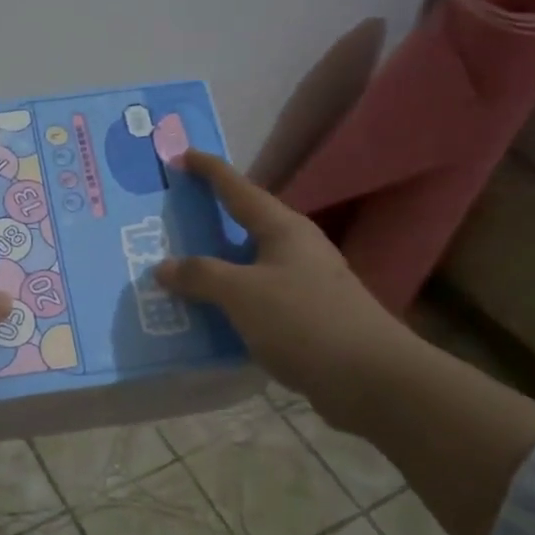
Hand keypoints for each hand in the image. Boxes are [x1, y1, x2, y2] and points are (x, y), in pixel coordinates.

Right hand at [155, 151, 413, 430]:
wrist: (370, 378)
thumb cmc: (304, 321)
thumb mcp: (242, 293)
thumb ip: (201, 276)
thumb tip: (165, 266)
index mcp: (283, 229)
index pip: (239, 189)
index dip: (209, 171)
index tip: (180, 156)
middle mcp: (296, 250)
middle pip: (244, 226)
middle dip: (207, 223)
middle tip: (169, 221)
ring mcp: (303, 285)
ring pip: (248, 267)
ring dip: (215, 269)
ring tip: (176, 273)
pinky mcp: (305, 319)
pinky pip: (255, 301)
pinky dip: (229, 304)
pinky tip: (206, 318)